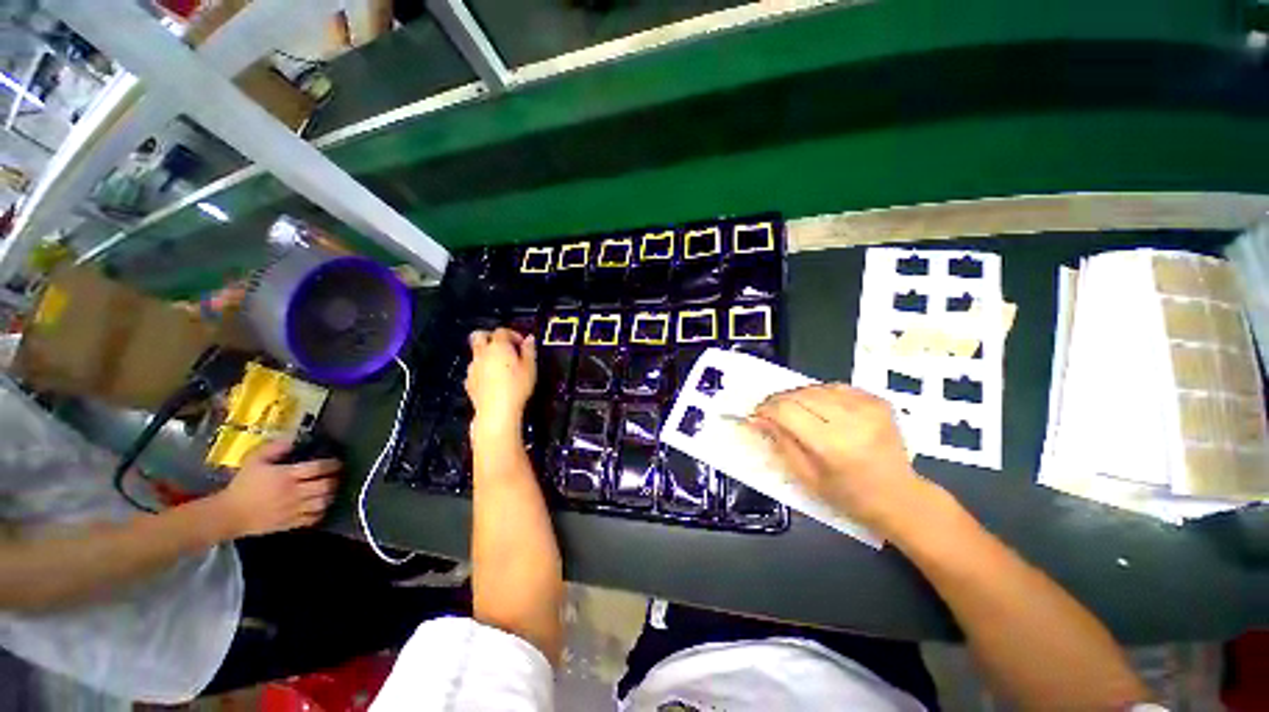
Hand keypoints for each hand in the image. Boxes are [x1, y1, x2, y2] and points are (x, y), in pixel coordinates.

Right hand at [208, 440, 340, 538]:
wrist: (228, 514)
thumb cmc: (242, 486)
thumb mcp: (253, 461)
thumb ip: (273, 448)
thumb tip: (291, 441)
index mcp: (286, 476)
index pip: (318, 468)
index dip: (332, 464)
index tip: (336, 462)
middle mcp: (294, 493)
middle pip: (325, 485)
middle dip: (334, 479)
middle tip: (335, 476)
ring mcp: (293, 509)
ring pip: (323, 502)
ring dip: (330, 495)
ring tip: (329, 490)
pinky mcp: (290, 523)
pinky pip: (314, 518)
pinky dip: (321, 511)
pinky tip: (320, 505)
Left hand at [466, 328, 536, 441]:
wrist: (497, 411)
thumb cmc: (517, 387)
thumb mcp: (530, 367)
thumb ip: (529, 351)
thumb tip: (529, 339)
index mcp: (498, 347)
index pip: (502, 331)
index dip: (513, 335)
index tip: (522, 344)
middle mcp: (482, 353)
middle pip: (479, 335)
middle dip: (490, 337)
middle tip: (504, 347)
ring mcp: (473, 368)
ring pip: (476, 354)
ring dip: (487, 355)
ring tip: (501, 367)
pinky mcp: (468, 382)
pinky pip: (475, 370)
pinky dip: (482, 370)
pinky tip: (493, 381)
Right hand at [748, 383, 927, 533]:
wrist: (900, 497)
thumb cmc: (849, 496)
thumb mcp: (806, 477)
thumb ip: (780, 442)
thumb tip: (758, 418)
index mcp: (832, 445)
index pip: (786, 411)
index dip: (766, 409)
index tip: (756, 414)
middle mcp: (851, 420)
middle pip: (800, 395)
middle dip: (779, 401)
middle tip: (771, 413)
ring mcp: (868, 407)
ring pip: (816, 387)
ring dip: (798, 397)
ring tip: (795, 412)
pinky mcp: (877, 401)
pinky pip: (836, 387)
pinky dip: (821, 394)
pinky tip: (820, 409)